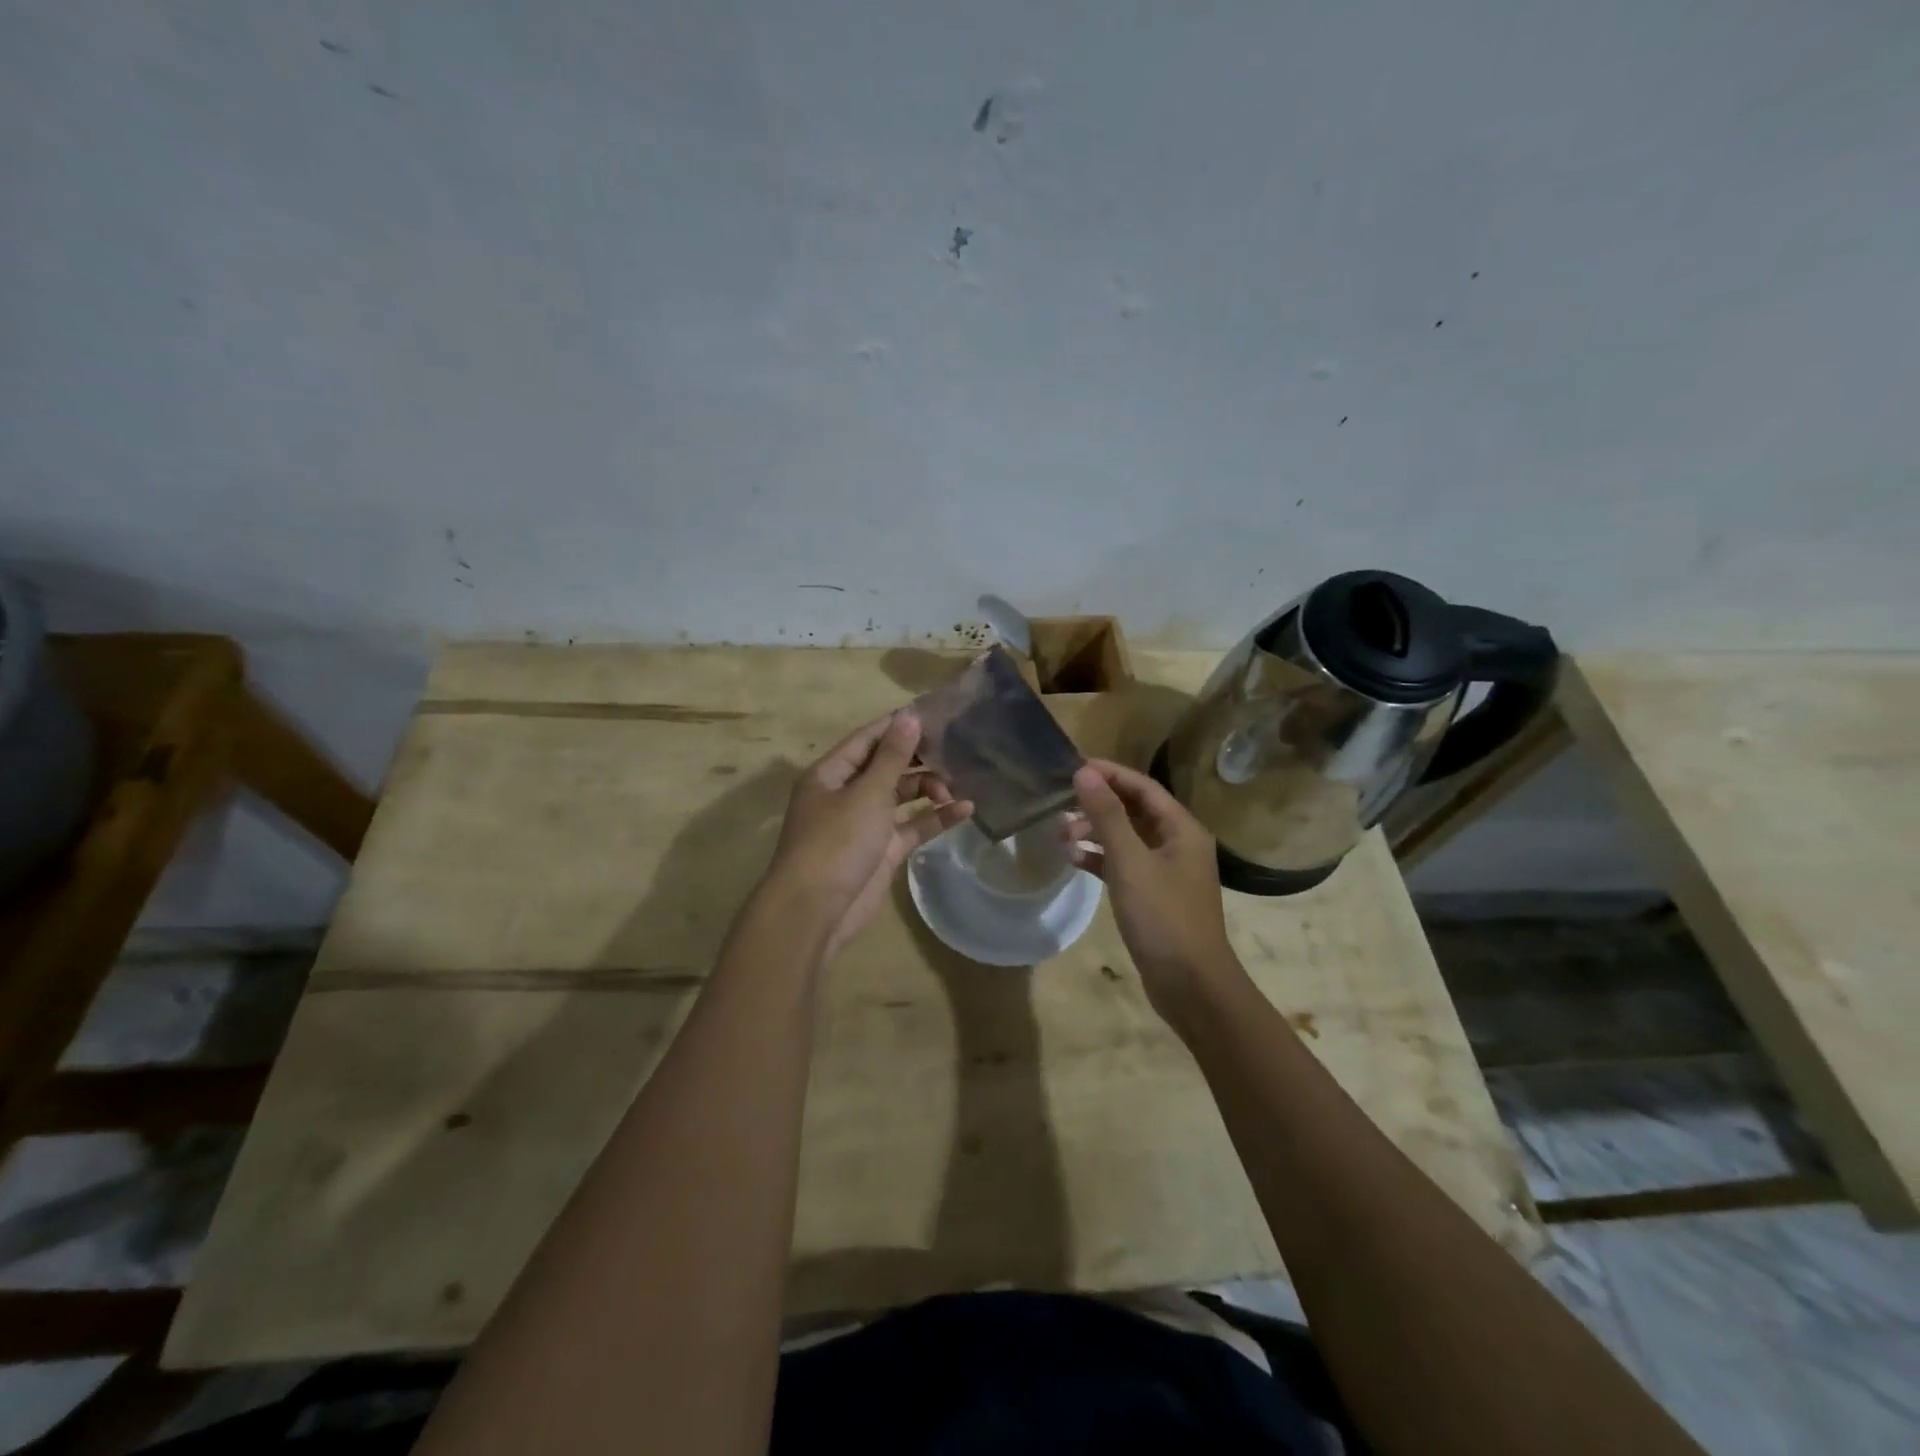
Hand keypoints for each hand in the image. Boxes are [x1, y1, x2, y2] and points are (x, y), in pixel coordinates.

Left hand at [765, 711, 972, 959]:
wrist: (815, 911)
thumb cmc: (836, 841)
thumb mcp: (866, 793)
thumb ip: (893, 756)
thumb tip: (909, 715)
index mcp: (832, 773)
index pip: (869, 738)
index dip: (899, 725)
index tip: (936, 714)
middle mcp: (847, 793)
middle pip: (887, 766)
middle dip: (920, 759)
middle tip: (957, 750)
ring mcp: (865, 823)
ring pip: (902, 796)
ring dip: (929, 788)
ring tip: (958, 784)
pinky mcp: (883, 851)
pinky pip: (912, 826)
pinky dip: (935, 818)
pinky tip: (965, 810)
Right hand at [1067, 759, 1239, 1019]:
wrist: (1191, 985)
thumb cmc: (1163, 917)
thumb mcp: (1130, 862)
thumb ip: (1107, 815)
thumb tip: (1085, 772)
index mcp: (1182, 829)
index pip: (1142, 786)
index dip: (1109, 774)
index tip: (1073, 768)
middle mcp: (1178, 844)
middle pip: (1134, 810)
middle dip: (1097, 805)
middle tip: (1060, 806)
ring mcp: (1166, 872)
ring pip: (1127, 839)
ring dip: (1095, 833)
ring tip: (1061, 835)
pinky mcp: (1154, 896)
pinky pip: (1124, 865)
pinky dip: (1100, 860)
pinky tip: (1074, 860)